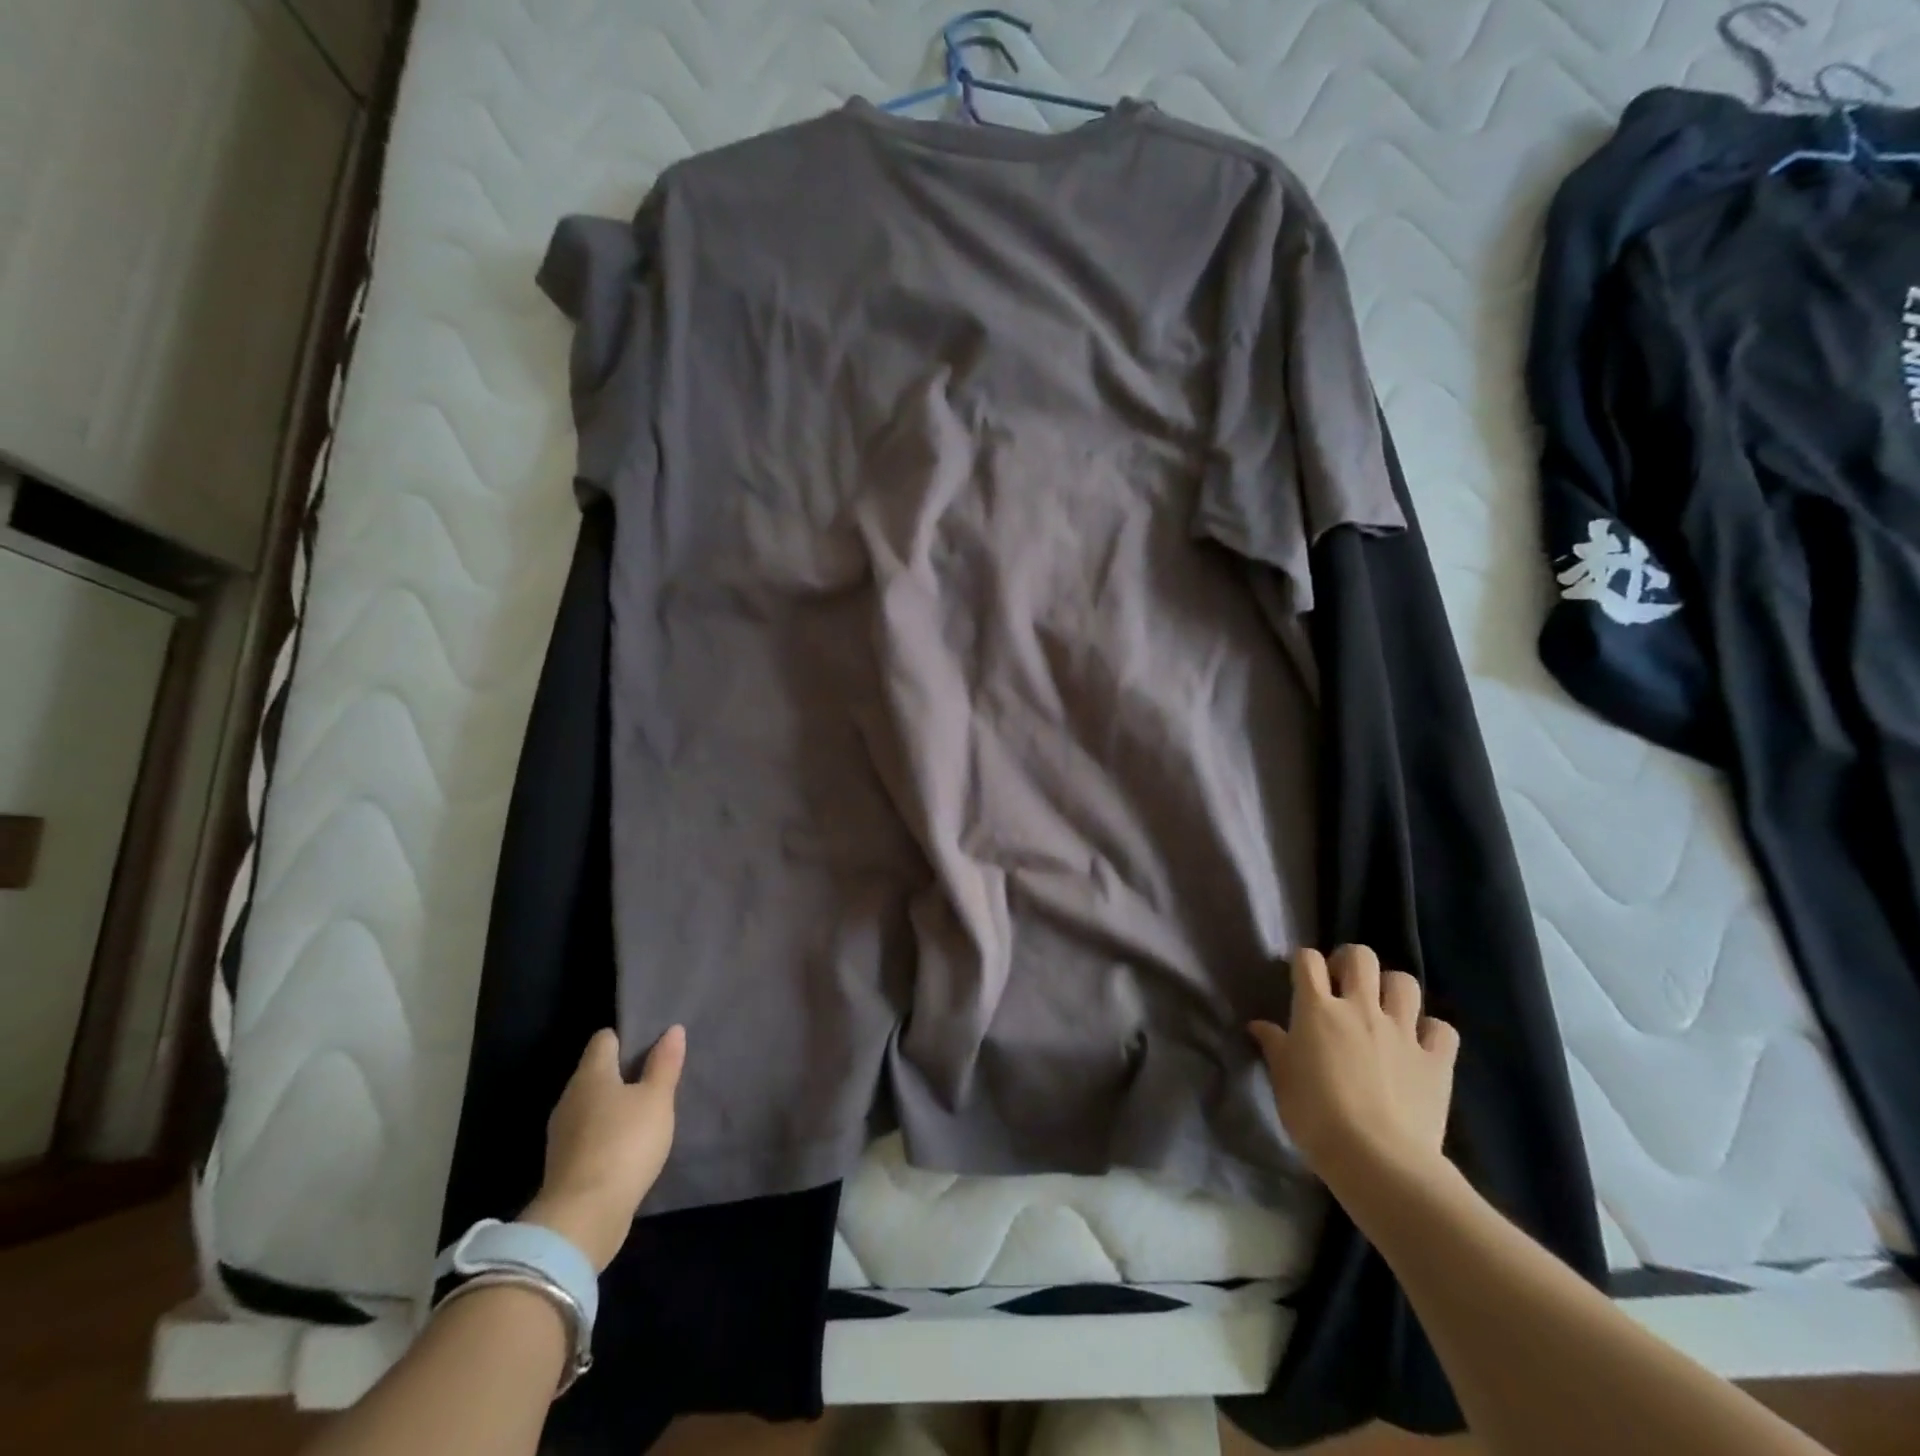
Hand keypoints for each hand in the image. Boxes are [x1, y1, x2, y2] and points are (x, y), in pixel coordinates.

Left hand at [522, 1025, 683, 1271]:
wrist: (583, 1218)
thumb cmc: (625, 1144)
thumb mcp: (657, 1099)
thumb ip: (664, 1064)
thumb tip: (672, 1030)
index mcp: (591, 1074)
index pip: (605, 1039)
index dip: (627, 1037)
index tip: (652, 1044)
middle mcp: (570, 1097)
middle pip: (597, 1072)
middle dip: (623, 1073)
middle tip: (656, 1078)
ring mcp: (562, 1133)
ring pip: (591, 1105)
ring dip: (614, 1106)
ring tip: (646, 1113)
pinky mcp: (564, 1164)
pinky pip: (588, 1134)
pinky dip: (606, 1134)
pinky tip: (628, 1146)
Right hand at [1250, 945, 1458, 1197]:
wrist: (1376, 1158)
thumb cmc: (1315, 1116)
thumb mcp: (1282, 1080)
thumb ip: (1274, 1046)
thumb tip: (1259, 1026)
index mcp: (1318, 1009)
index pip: (1307, 960)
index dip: (1303, 962)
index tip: (1302, 978)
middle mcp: (1360, 1008)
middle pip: (1360, 956)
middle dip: (1350, 961)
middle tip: (1343, 984)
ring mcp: (1402, 1031)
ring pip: (1405, 983)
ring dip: (1392, 990)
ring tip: (1384, 1009)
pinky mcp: (1435, 1060)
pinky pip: (1441, 1029)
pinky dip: (1431, 1031)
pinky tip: (1420, 1045)